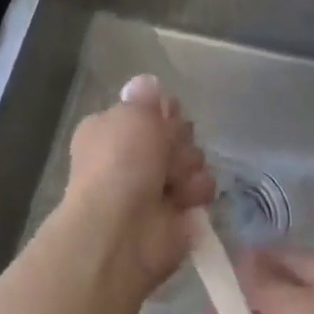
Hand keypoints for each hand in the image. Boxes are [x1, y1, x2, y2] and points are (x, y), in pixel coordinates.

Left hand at [58, 75, 214, 292]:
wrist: (122, 229)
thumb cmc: (121, 162)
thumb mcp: (132, 114)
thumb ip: (145, 98)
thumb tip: (148, 84)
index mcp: (112, 131)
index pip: (150, 110)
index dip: (162, 112)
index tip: (165, 116)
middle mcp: (131, 157)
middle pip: (176, 133)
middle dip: (178, 139)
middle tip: (167, 150)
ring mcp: (156, 187)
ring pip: (193, 159)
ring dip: (188, 165)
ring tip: (173, 180)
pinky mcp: (178, 214)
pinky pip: (202, 189)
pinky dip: (196, 192)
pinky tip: (183, 200)